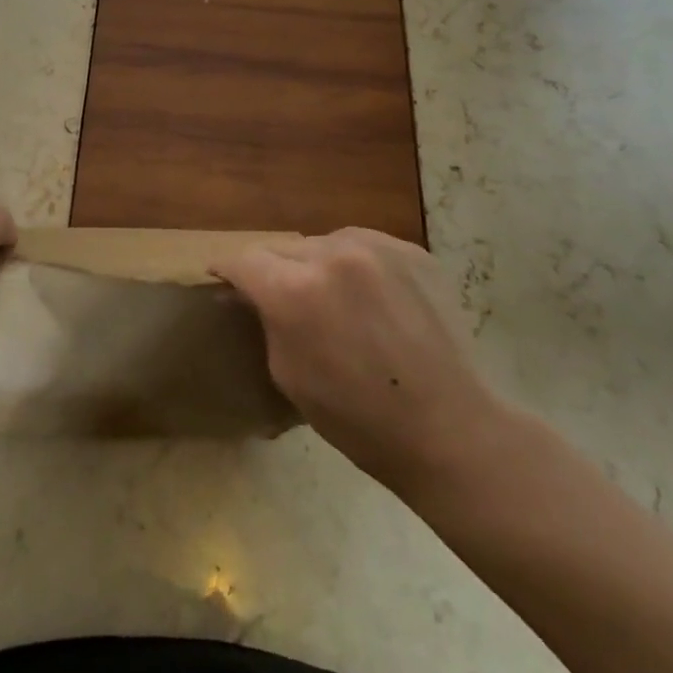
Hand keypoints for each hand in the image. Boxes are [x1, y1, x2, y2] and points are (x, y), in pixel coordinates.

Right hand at [216, 229, 510, 498]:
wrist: (451, 429)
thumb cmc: (359, 419)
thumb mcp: (289, 374)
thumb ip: (267, 320)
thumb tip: (251, 293)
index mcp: (295, 291)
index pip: (244, 259)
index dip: (227, 269)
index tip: (221, 278)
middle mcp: (333, 255)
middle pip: (283, 248)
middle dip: (273, 271)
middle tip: (279, 298)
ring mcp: (377, 248)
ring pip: (324, 243)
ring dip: (316, 265)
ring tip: (331, 298)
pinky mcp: (412, 252)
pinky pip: (365, 248)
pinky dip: (356, 267)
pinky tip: (371, 299)